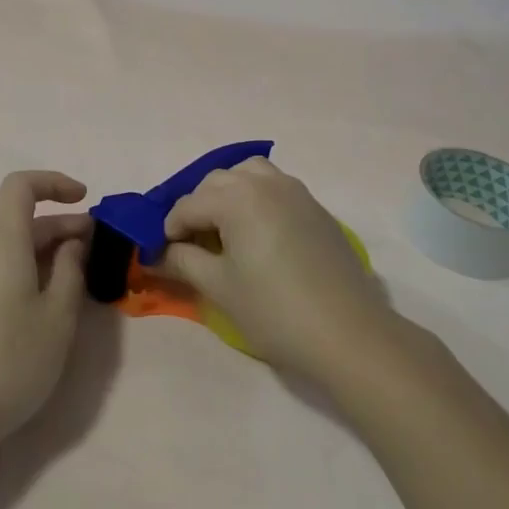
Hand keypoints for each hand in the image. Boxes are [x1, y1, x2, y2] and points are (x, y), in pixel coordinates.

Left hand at [0, 171, 92, 460]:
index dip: (54, 183)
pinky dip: (24, 273)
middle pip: (20, 221)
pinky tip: (41, 306)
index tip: (84, 199)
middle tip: (97, 250)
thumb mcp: (58, 316)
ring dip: (45, 254)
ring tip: (76, 283)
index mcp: (1, 243)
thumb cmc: (11, 361)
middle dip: (62, 227)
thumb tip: (71, 243)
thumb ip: (71, 270)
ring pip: (9, 250)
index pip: (21, 186)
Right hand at [155, 157, 396, 383]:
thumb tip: (159, 253)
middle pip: (216, 182)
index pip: (187, 205)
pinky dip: (257, 199)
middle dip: (197, 208)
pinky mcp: (316, 208)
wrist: (348, 334)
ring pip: (248, 174)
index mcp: (236, 197)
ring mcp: (295, 191)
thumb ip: (183, 261)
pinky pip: (275, 188)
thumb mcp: (219, 287)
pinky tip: (258, 235)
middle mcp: (264, 182)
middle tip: (191, 245)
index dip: (168, 230)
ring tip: (225, 230)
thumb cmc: (274, 311)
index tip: (163, 256)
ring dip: (228, 194)